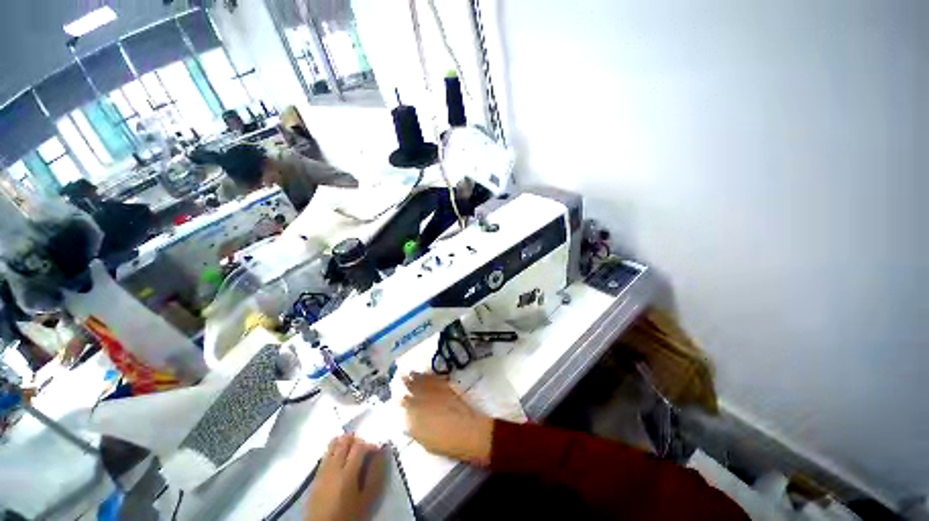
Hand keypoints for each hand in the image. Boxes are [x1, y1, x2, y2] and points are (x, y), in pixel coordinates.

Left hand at [305, 434, 385, 520]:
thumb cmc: (348, 514)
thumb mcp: (367, 498)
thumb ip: (375, 473)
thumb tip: (381, 452)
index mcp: (347, 473)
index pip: (359, 445)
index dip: (370, 444)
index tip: (376, 451)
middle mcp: (333, 467)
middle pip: (344, 440)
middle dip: (357, 440)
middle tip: (364, 451)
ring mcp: (322, 469)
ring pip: (333, 444)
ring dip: (344, 443)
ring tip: (352, 452)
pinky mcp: (315, 475)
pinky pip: (326, 453)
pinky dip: (334, 450)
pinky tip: (340, 459)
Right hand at [401, 372, 493, 465]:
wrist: (468, 432)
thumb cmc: (446, 443)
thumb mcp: (424, 441)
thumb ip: (413, 428)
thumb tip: (407, 420)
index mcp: (415, 415)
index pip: (403, 403)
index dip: (399, 398)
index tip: (396, 396)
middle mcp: (423, 400)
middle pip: (412, 388)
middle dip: (405, 382)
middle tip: (399, 376)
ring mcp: (435, 391)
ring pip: (422, 381)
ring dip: (415, 376)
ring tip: (409, 372)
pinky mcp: (446, 387)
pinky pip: (433, 378)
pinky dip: (428, 375)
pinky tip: (425, 373)